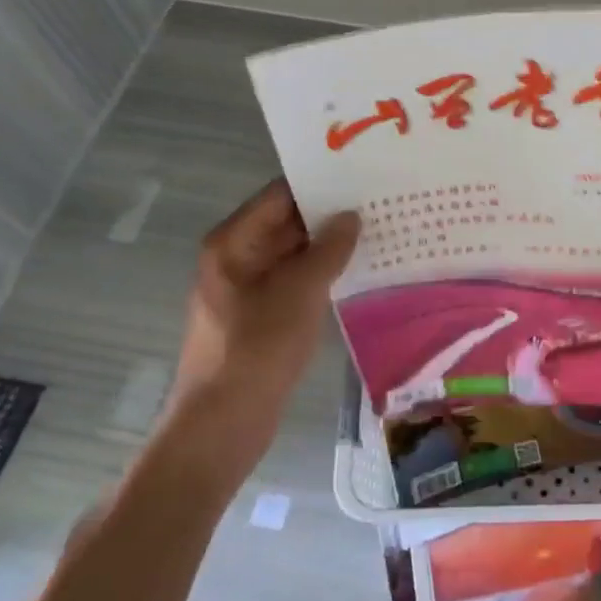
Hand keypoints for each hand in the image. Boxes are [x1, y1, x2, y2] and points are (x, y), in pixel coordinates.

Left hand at [168, 179, 358, 439]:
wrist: (222, 425)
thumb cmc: (258, 349)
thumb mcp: (300, 291)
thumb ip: (329, 248)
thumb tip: (351, 216)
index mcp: (234, 242)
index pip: (280, 194)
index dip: (320, 183)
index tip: (361, 175)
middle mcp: (236, 257)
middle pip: (286, 222)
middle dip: (329, 214)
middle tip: (378, 201)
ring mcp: (246, 288)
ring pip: (293, 253)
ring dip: (329, 246)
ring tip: (377, 231)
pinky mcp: (258, 315)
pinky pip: (293, 281)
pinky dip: (320, 274)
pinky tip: (357, 271)